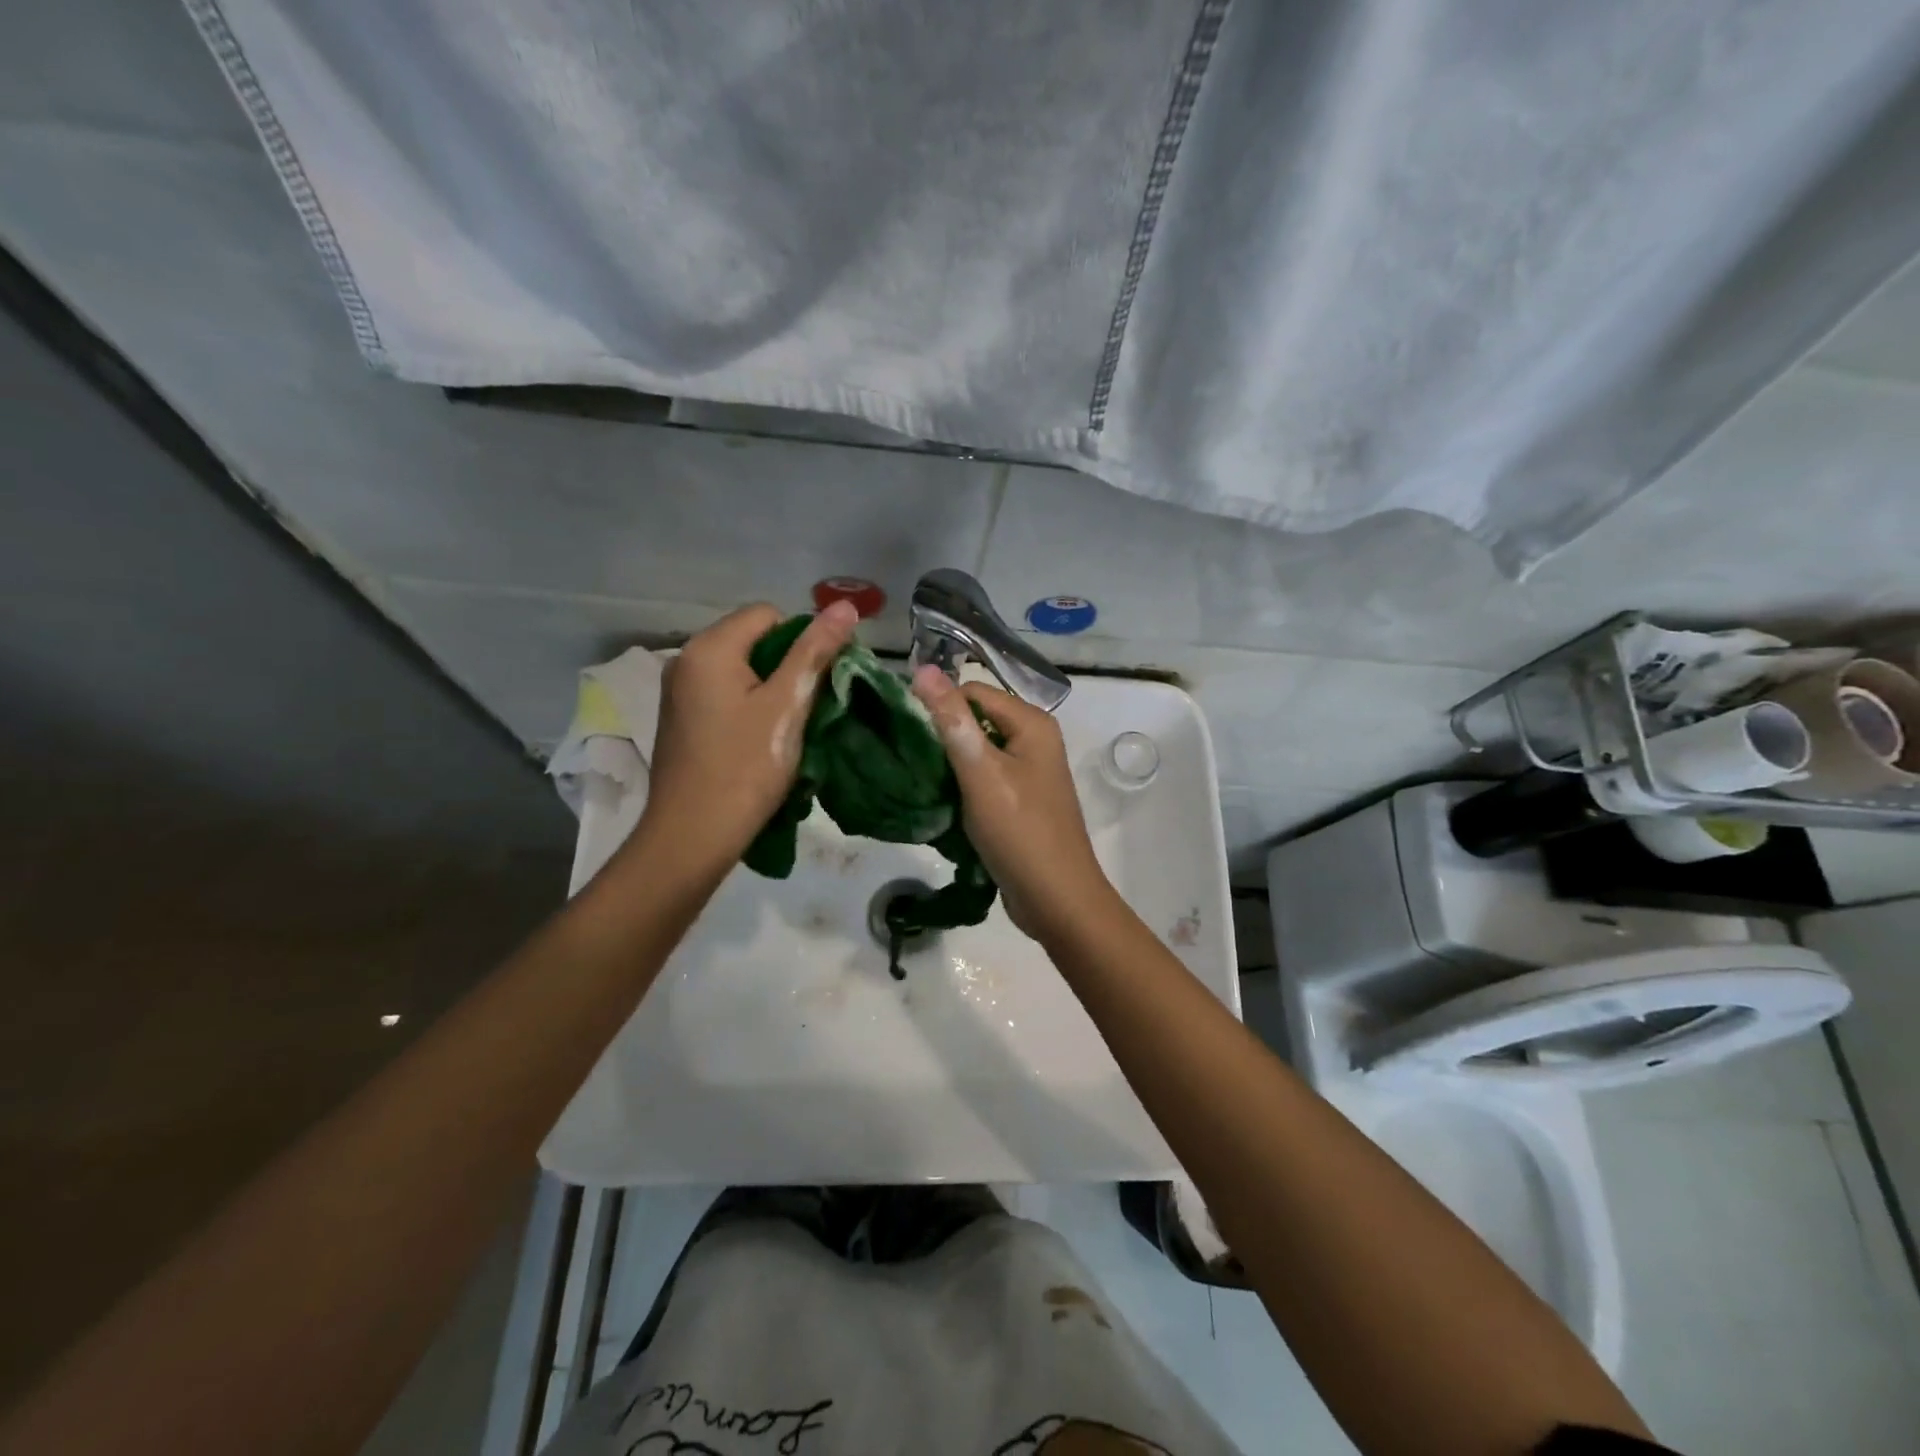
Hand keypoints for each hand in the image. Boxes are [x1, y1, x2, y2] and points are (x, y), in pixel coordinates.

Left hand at [638, 601, 858, 870]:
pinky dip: (750, 708)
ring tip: (789, 728)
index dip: (803, 642)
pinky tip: (762, 741)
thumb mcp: (787, 706)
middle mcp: (686, 659)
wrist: (692, 835)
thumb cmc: (745, 767)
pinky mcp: (682, 719)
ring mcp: (680, 692)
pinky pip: (726, 695)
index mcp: (710, 648)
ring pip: (742, 671)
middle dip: (788, 668)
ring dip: (772, 691)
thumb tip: (845, 605)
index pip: (770, 615)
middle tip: (809, 709)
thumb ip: (815, 652)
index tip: (818, 684)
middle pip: (754, 641)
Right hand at [910, 666, 1119, 941]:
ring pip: (979, 751)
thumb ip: (952, 721)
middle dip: (943, 736)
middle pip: (976, 719)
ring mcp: (1030, 771)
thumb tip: (924, 669)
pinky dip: (964, 785)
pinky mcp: (1021, 799)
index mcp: (1032, 723)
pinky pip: (986, 777)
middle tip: (909, 759)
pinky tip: (943, 801)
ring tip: (921, 780)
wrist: (1056, 898)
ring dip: (951, 763)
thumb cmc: (1019, 831)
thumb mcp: (981, 773)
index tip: (905, 732)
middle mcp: (1035, 739)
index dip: (938, 706)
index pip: (973, 691)